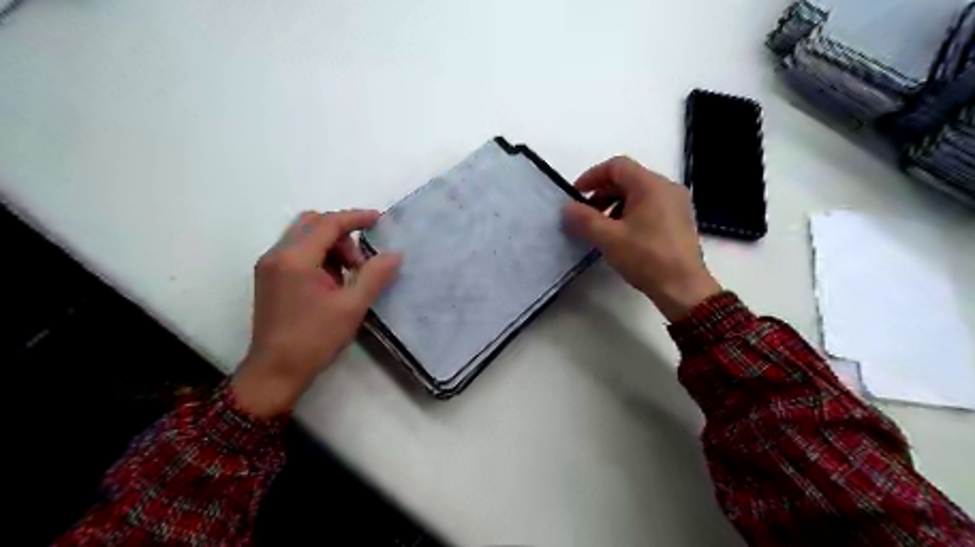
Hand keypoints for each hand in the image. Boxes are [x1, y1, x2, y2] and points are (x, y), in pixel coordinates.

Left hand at [230, 211, 398, 416]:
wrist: (275, 371)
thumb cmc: (314, 339)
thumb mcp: (351, 307)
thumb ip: (375, 276)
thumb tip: (395, 254)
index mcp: (295, 259)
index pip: (328, 223)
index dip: (356, 217)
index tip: (379, 219)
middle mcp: (277, 255)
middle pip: (312, 223)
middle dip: (341, 234)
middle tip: (359, 262)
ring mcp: (269, 266)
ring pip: (304, 237)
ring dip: (330, 246)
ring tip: (347, 276)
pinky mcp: (269, 278)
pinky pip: (297, 252)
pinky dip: (318, 257)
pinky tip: (331, 283)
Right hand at [568, 157, 718, 320]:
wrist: (683, 288)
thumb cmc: (646, 258)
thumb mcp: (609, 238)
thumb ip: (584, 219)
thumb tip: (566, 208)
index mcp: (651, 185)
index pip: (617, 166)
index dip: (592, 177)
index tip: (576, 195)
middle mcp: (667, 188)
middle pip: (628, 179)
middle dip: (602, 193)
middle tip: (585, 214)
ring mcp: (676, 204)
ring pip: (638, 194)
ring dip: (614, 205)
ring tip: (601, 228)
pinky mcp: (679, 221)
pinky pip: (649, 206)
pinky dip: (630, 213)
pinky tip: (621, 235)